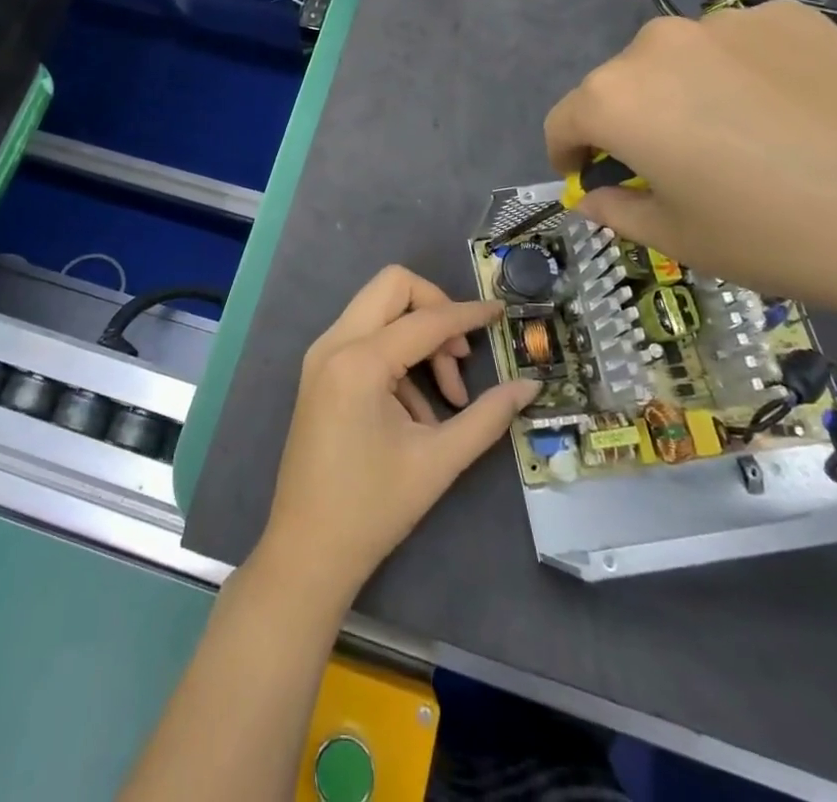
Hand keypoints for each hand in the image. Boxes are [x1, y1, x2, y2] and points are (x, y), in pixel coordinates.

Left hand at [256, 266, 539, 605]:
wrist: (306, 551)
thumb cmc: (373, 508)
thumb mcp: (439, 461)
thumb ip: (487, 416)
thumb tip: (529, 386)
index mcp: (359, 361)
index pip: (425, 319)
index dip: (468, 314)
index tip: (501, 313)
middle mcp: (334, 343)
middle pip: (392, 286)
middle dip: (435, 309)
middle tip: (461, 354)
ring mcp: (321, 355)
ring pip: (378, 309)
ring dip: (417, 337)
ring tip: (446, 399)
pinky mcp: (319, 371)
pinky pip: (365, 337)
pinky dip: (397, 356)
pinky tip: (417, 412)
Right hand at [543, 0, 836, 335]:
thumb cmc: (773, 236)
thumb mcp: (677, 239)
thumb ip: (617, 211)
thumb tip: (597, 196)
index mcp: (615, 99)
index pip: (565, 120)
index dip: (569, 153)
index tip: (590, 177)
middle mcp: (657, 45)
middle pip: (620, 83)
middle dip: (629, 121)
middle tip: (670, 164)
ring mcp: (727, 22)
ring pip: (679, 59)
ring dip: (684, 91)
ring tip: (735, 136)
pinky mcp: (788, 15)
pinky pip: (739, 44)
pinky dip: (741, 72)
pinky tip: (784, 112)